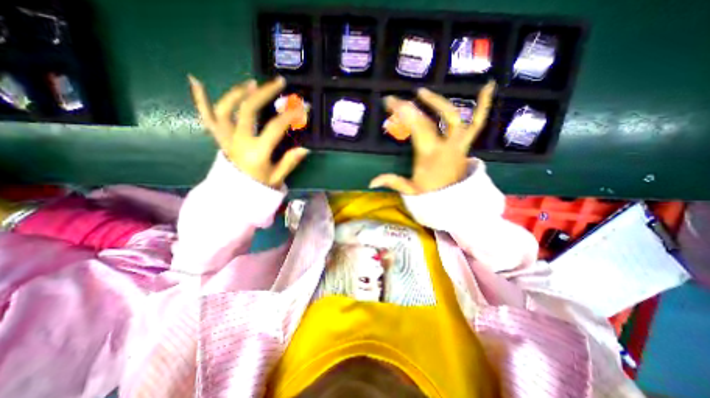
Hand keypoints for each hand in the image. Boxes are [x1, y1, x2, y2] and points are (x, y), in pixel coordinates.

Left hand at [187, 74, 309, 188]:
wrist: (234, 196)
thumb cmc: (258, 187)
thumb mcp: (277, 177)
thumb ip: (290, 162)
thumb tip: (305, 149)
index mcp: (257, 152)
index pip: (275, 127)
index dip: (290, 115)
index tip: (303, 106)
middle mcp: (238, 141)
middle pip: (248, 109)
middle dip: (265, 93)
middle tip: (279, 83)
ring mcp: (225, 138)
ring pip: (225, 109)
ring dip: (238, 92)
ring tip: (252, 83)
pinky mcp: (218, 138)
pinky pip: (206, 118)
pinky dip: (199, 100)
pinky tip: (196, 81)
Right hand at [369, 81, 494, 193]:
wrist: (456, 200)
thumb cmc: (432, 194)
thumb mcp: (410, 190)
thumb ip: (392, 182)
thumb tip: (370, 182)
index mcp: (429, 156)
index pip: (416, 129)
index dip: (404, 113)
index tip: (390, 102)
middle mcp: (445, 146)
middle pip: (428, 121)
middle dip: (410, 108)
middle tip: (396, 100)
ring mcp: (458, 143)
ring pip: (453, 117)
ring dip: (438, 102)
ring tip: (422, 92)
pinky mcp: (466, 143)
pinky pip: (478, 123)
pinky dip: (484, 105)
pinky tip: (488, 86)